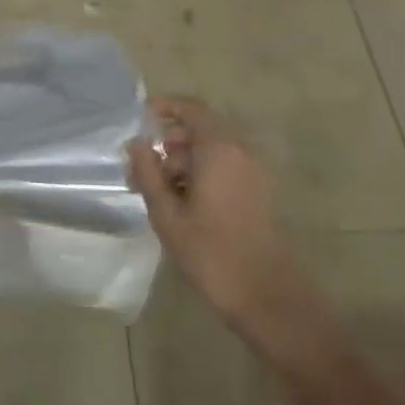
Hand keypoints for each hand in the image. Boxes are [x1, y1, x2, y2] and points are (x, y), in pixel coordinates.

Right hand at [127, 97, 306, 335]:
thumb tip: (136, 143)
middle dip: (170, 142)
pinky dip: (202, 173)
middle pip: (201, 129)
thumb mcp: (167, 213)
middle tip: (142, 168)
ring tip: (158, 192)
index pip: (191, 109)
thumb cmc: (211, 252)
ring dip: (184, 161)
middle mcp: (241, 152)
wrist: (267, 296)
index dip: (165, 107)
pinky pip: (225, 167)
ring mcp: (254, 172)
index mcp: (219, 149)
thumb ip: (148, 172)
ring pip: (212, 150)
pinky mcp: (259, 193)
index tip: (141, 117)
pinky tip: (183, 204)